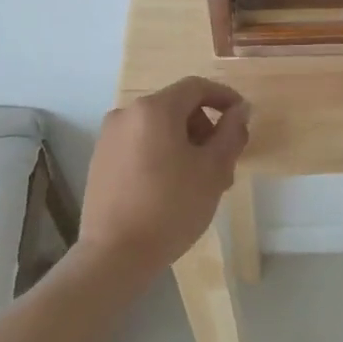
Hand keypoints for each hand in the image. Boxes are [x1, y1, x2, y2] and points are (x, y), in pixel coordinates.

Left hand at [81, 77, 250, 270]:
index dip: (224, 97)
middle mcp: (127, 114)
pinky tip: (173, 187)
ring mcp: (109, 137)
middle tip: (224, 162)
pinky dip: (162, 154)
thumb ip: (231, 133)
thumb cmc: (172, 207)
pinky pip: (140, 144)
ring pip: (158, 128)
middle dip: (205, 128)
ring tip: (201, 181)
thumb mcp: (213, 170)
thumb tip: (240, 110)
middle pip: (176, 107)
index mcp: (154, 109)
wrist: (115, 254)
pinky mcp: (100, 160)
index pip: (196, 87)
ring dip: (185, 144)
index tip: (242, 118)